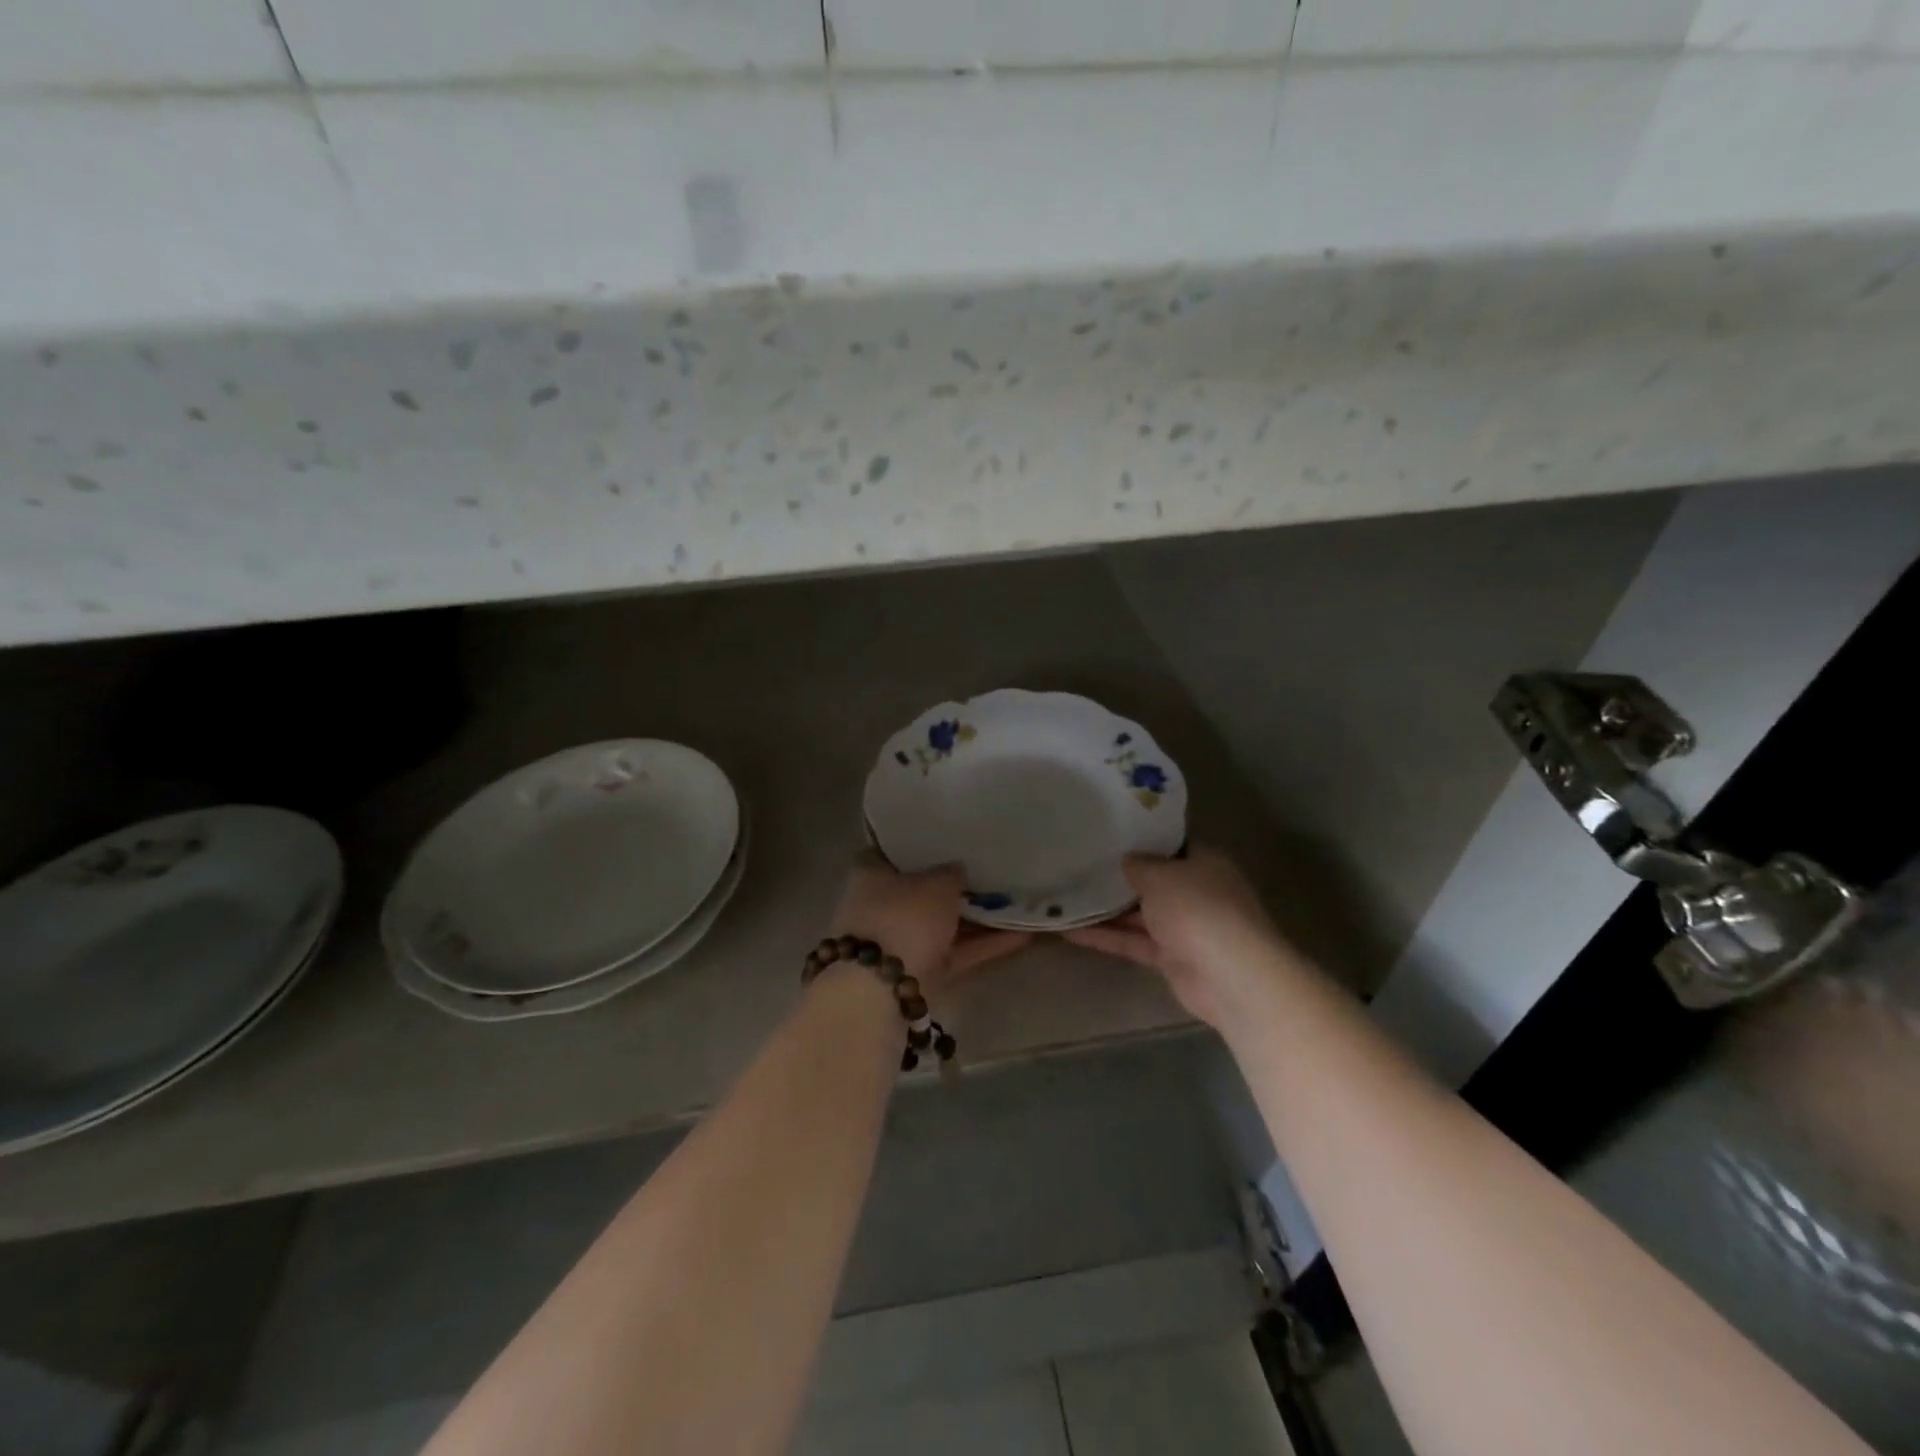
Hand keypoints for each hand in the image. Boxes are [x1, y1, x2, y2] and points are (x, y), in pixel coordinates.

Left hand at [827, 851, 1030, 992]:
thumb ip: (951, 873)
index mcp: (870, 874)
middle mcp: (880, 906)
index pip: (891, 851)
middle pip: (919, 890)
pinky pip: (954, 952)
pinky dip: (983, 945)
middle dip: (951, 886)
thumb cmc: (904, 917)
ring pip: (940, 924)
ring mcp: (899, 941)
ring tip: (1014, 902)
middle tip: (988, 872)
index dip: (918, 846)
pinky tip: (1022, 935)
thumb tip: (956, 869)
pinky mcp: (919, 972)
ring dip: (974, 918)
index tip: (947, 841)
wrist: (882, 989)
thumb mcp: (937, 884)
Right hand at [1064, 846, 1291, 1029]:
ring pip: (1139, 913)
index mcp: (1203, 862)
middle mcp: (1195, 891)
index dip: (1140, 840)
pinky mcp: (1171, 958)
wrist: (1231, 976)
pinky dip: (1106, 937)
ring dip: (1105, 909)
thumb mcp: (1160, 874)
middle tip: (1078, 864)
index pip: (1169, 846)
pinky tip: (1069, 932)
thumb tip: (1127, 860)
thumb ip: (1138, 865)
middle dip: (1118, 876)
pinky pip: (1133, 941)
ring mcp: (1184, 927)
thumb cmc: (1198, 908)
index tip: (1106, 835)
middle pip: (1152, 880)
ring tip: (1064, 897)